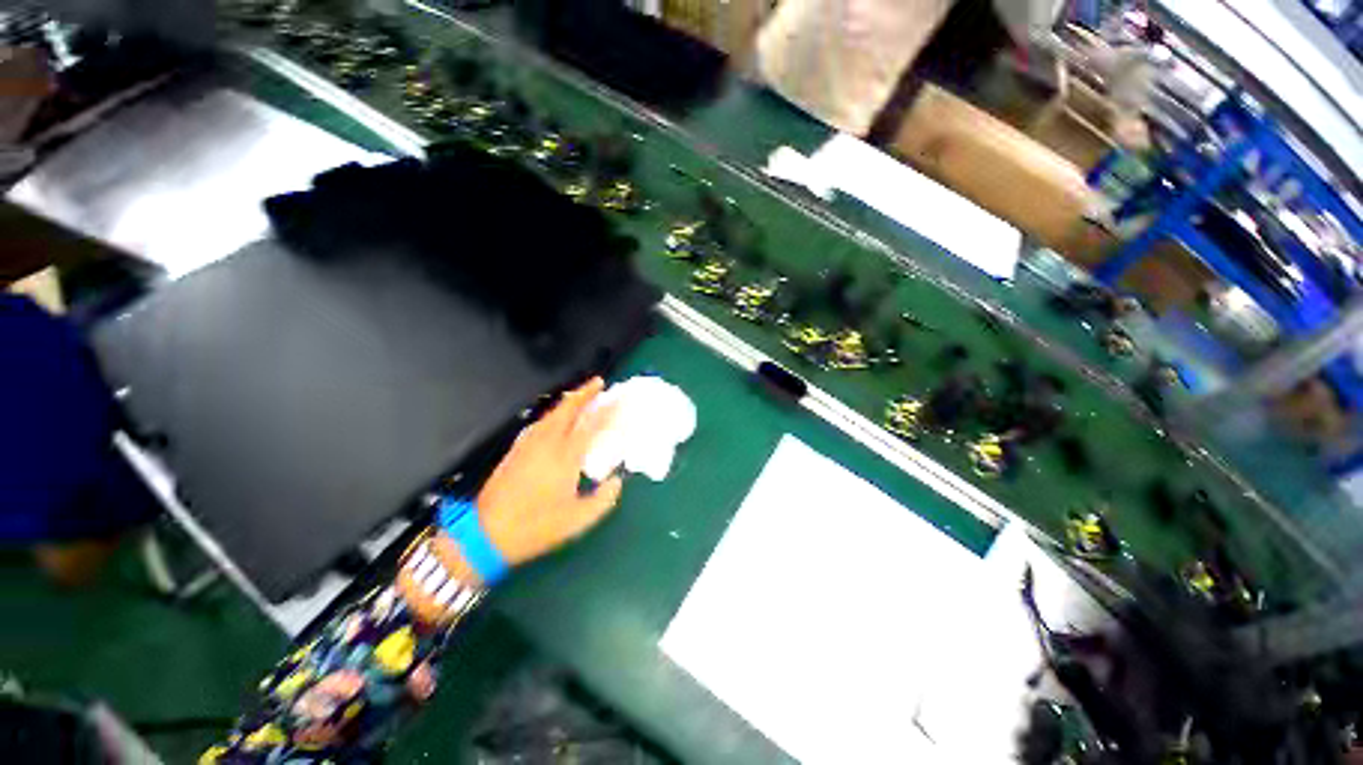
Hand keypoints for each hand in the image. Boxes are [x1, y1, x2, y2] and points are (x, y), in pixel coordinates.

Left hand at [475, 377, 622, 565]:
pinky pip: (539, 423)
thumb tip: (617, 481)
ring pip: (551, 413)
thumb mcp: (577, 521)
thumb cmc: (535, 527)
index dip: (607, 410)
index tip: (619, 399)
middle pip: (567, 409)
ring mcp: (528, 445)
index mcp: (565, 457)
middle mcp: (547, 444)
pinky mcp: (516, 450)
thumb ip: (603, 499)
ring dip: (568, 401)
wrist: (485, 534)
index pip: (591, 425)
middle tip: (598, 382)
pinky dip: (553, 413)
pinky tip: (555, 418)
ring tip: (581, 395)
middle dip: (584, 392)